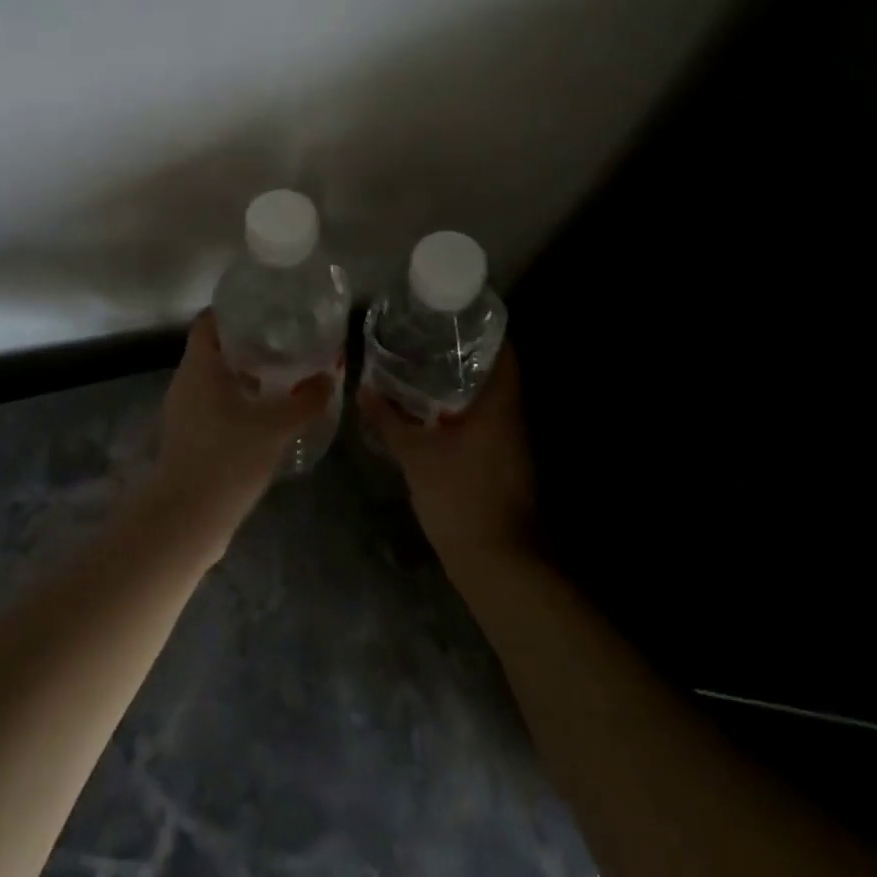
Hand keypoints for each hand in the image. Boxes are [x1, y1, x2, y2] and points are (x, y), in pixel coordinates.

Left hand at [144, 310, 336, 555]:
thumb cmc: (228, 457)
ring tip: (283, 373)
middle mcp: (186, 382)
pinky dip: (238, 400)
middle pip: (215, 348)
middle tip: (285, 339)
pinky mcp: (189, 437)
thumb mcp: (276, 426)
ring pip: (215, 379)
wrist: (188, 517)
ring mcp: (184, 411)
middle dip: (248, 342)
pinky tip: (266, 412)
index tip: (266, 308)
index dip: (234, 310)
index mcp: (199, 366)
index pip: (210, 321)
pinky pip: (214, 404)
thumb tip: (329, 375)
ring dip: (245, 374)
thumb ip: (307, 399)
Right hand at [359, 347, 537, 572]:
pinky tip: (432, 413)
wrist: (497, 562)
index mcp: (500, 403)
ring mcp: (511, 442)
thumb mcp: (417, 454)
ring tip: (422, 366)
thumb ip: (390, 420)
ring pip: (489, 399)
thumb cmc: (461, 496)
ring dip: (461, 383)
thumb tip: (364, 388)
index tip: (451, 315)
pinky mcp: (503, 463)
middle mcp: (512, 416)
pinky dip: (461, 410)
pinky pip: (484, 422)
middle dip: (464, 353)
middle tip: (426, 337)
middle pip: (495, 371)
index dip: (483, 327)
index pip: (504, 350)